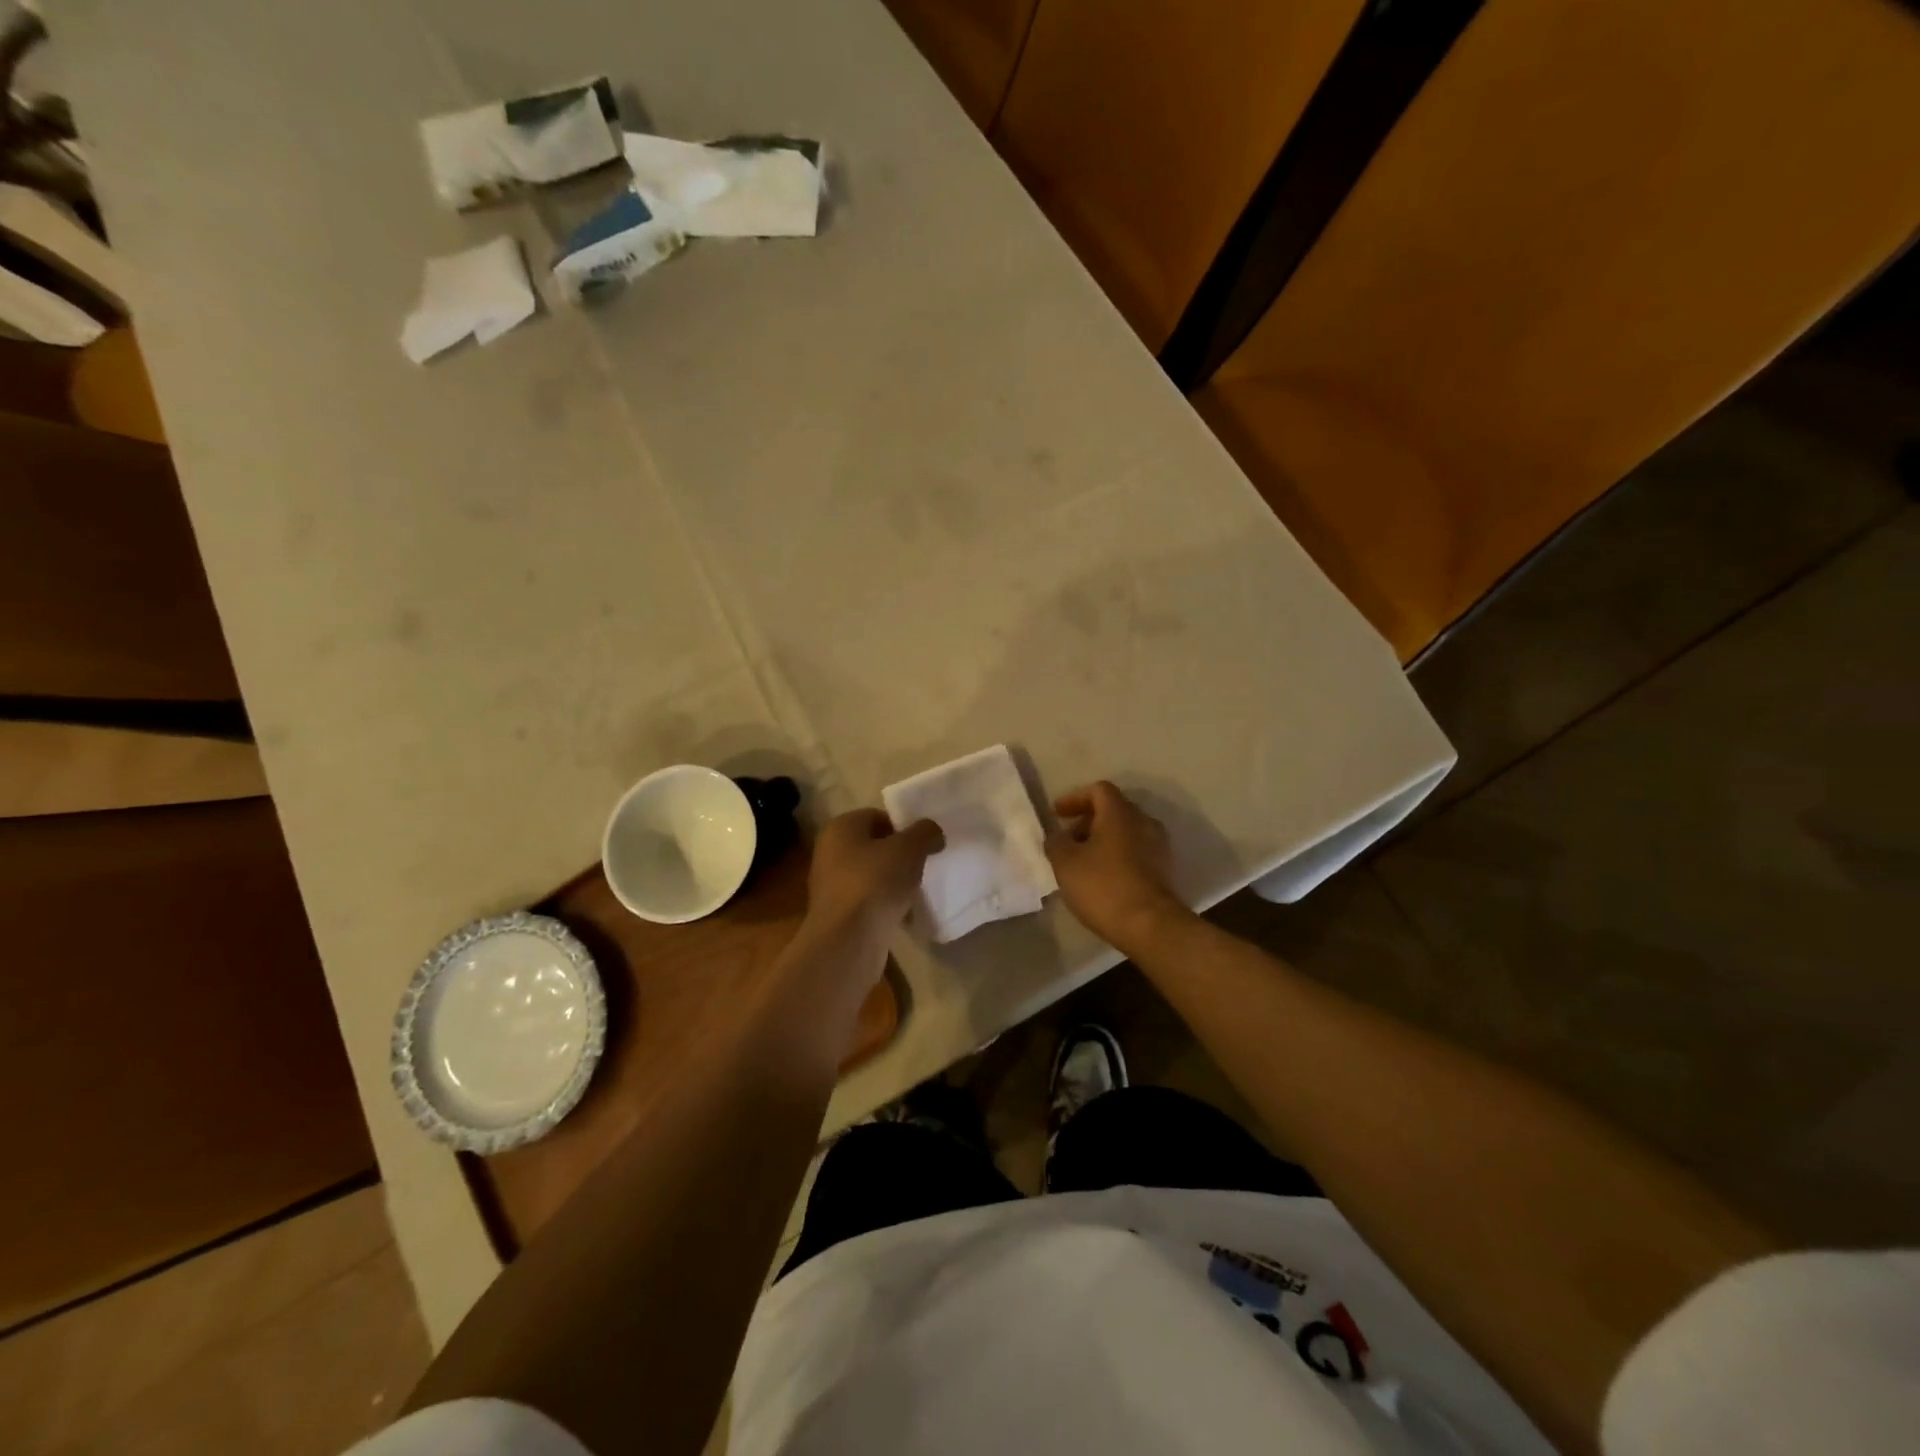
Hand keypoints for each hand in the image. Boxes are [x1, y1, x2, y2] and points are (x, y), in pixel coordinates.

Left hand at [801, 808, 944, 960]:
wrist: (847, 940)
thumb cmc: (875, 882)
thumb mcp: (909, 848)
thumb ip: (925, 833)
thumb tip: (932, 832)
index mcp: (841, 827)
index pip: (877, 816)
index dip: (904, 828)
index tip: (924, 845)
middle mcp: (830, 852)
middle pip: (874, 846)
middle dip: (899, 856)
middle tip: (923, 866)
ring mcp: (831, 885)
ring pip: (872, 875)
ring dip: (893, 883)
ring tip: (915, 892)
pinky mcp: (837, 914)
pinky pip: (868, 902)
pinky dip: (885, 906)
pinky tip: (903, 916)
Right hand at [1046, 781, 1189, 950]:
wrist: (1149, 925)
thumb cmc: (1102, 886)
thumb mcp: (1065, 863)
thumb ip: (1056, 843)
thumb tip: (1058, 837)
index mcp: (1120, 813)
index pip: (1098, 790)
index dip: (1074, 798)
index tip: (1057, 814)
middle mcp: (1143, 822)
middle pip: (1113, 810)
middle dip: (1087, 821)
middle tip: (1068, 840)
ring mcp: (1157, 846)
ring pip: (1125, 831)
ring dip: (1102, 840)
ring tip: (1082, 861)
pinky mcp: (1163, 869)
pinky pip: (1135, 851)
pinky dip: (1116, 855)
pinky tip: (1101, 877)